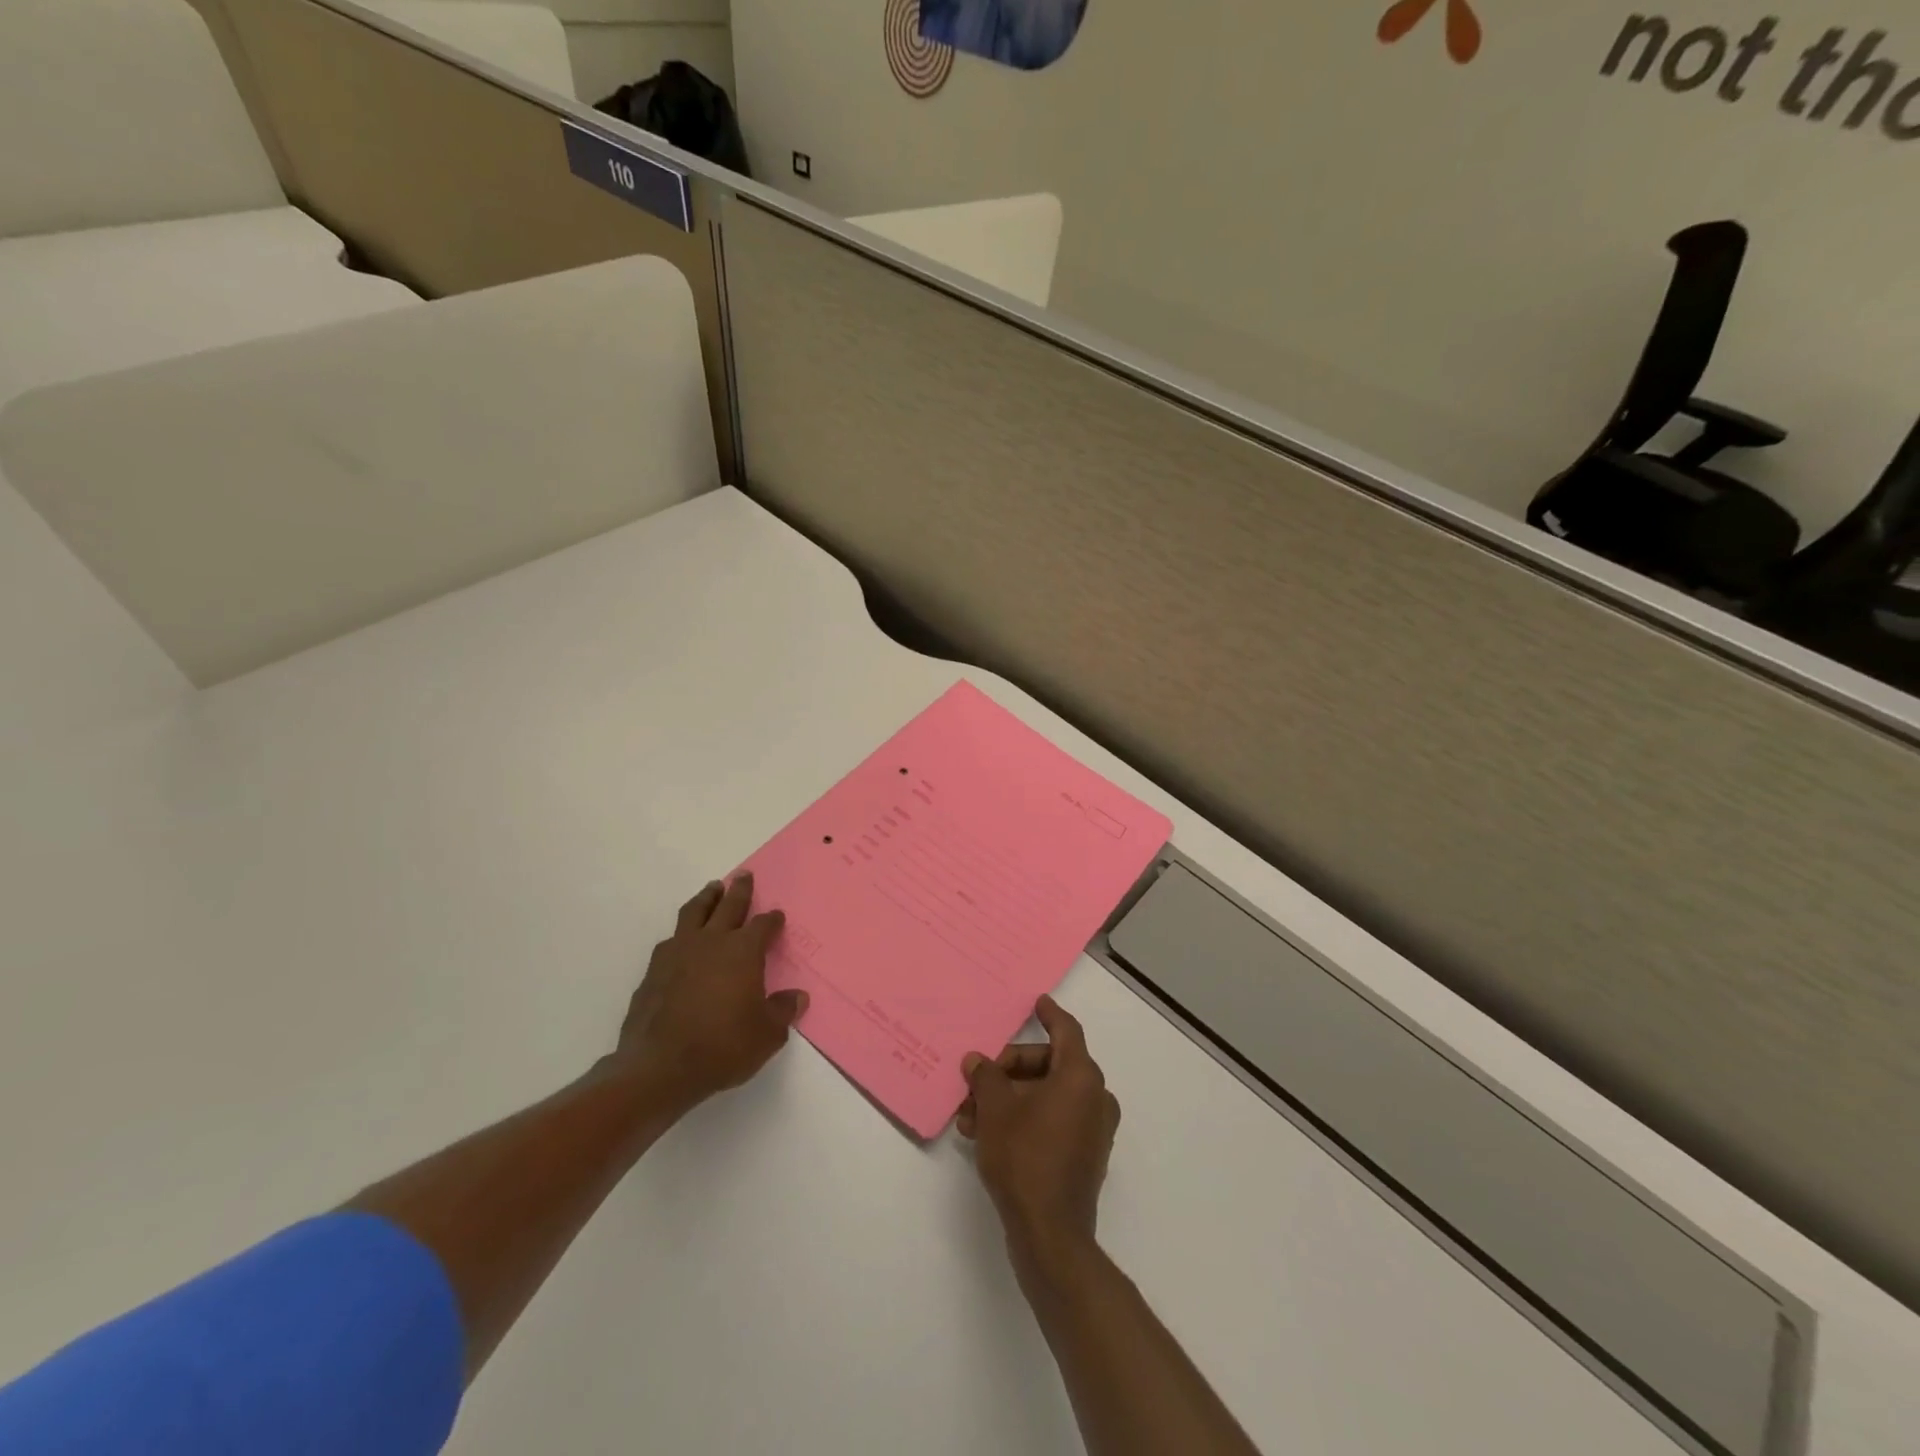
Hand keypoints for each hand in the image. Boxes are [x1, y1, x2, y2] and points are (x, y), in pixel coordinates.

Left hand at [613, 873, 807, 1110]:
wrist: (659, 1067)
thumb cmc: (723, 1047)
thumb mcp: (766, 1034)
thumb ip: (782, 1011)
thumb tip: (797, 997)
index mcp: (743, 951)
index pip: (762, 925)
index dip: (772, 920)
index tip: (776, 916)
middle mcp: (711, 942)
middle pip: (728, 906)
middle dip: (739, 890)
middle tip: (744, 876)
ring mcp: (678, 953)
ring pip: (694, 913)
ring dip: (706, 898)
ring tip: (712, 889)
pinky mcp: (653, 970)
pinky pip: (671, 940)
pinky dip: (681, 933)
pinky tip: (682, 941)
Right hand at [958, 996, 1120, 1266]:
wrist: (1050, 1235)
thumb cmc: (1024, 1158)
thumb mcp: (995, 1109)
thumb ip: (986, 1077)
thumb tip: (977, 1062)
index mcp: (1081, 1077)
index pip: (1066, 1030)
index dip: (1050, 1013)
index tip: (1037, 1002)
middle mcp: (1095, 1097)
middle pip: (1050, 1063)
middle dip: (1010, 1069)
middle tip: (978, 1079)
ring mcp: (1093, 1129)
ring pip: (1047, 1095)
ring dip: (1010, 1098)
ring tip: (970, 1114)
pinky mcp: (1084, 1156)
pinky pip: (1053, 1120)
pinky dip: (1024, 1118)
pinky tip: (987, 1134)